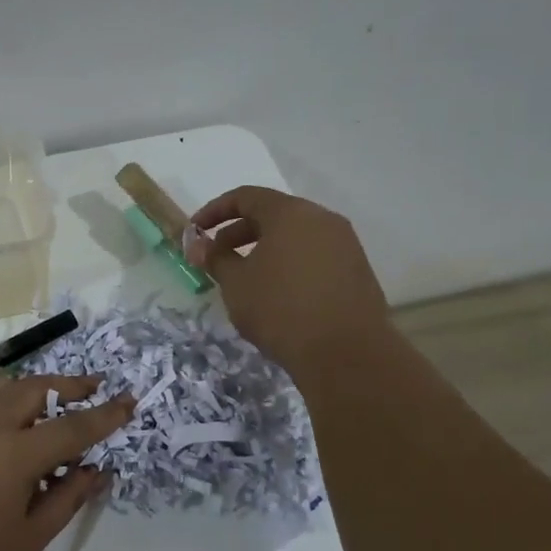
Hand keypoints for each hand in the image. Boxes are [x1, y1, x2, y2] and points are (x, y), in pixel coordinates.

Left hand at [0, 375, 134, 550]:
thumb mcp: (28, 541)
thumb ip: (67, 499)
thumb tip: (97, 469)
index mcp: (13, 455)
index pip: (72, 427)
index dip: (104, 415)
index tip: (127, 402)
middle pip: (35, 388)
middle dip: (69, 385)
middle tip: (91, 387)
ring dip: (28, 384)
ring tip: (45, 395)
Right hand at [186, 185, 392, 376]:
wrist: (346, 353)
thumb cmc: (281, 310)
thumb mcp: (236, 284)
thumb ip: (215, 258)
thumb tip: (197, 244)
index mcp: (290, 213)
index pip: (245, 197)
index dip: (214, 211)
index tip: (194, 232)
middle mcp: (321, 218)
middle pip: (272, 214)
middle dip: (238, 233)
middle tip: (216, 258)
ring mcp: (344, 243)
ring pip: (295, 236)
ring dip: (264, 249)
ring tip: (245, 278)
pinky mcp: (356, 269)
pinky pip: (313, 254)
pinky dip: (288, 263)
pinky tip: (276, 292)